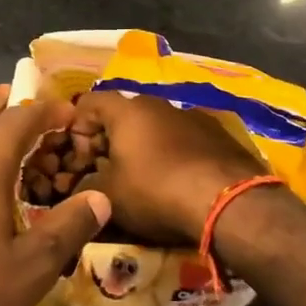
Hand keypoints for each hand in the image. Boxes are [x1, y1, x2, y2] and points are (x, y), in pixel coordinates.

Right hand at [69, 90, 266, 248]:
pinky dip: (171, 155)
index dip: (76, 130)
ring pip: (154, 127)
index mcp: (127, 109)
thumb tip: (77, 188)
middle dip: (108, 142)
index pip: (88, 103)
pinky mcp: (218, 134)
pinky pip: (182, 139)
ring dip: (141, 148)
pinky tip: (176, 183)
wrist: (230, 202)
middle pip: (122, 115)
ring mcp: (192, 116)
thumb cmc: (157, 191)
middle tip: (104, 173)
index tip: (78, 161)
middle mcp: (158, 102)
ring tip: (141, 181)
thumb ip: (84, 187)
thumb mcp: (109, 196)